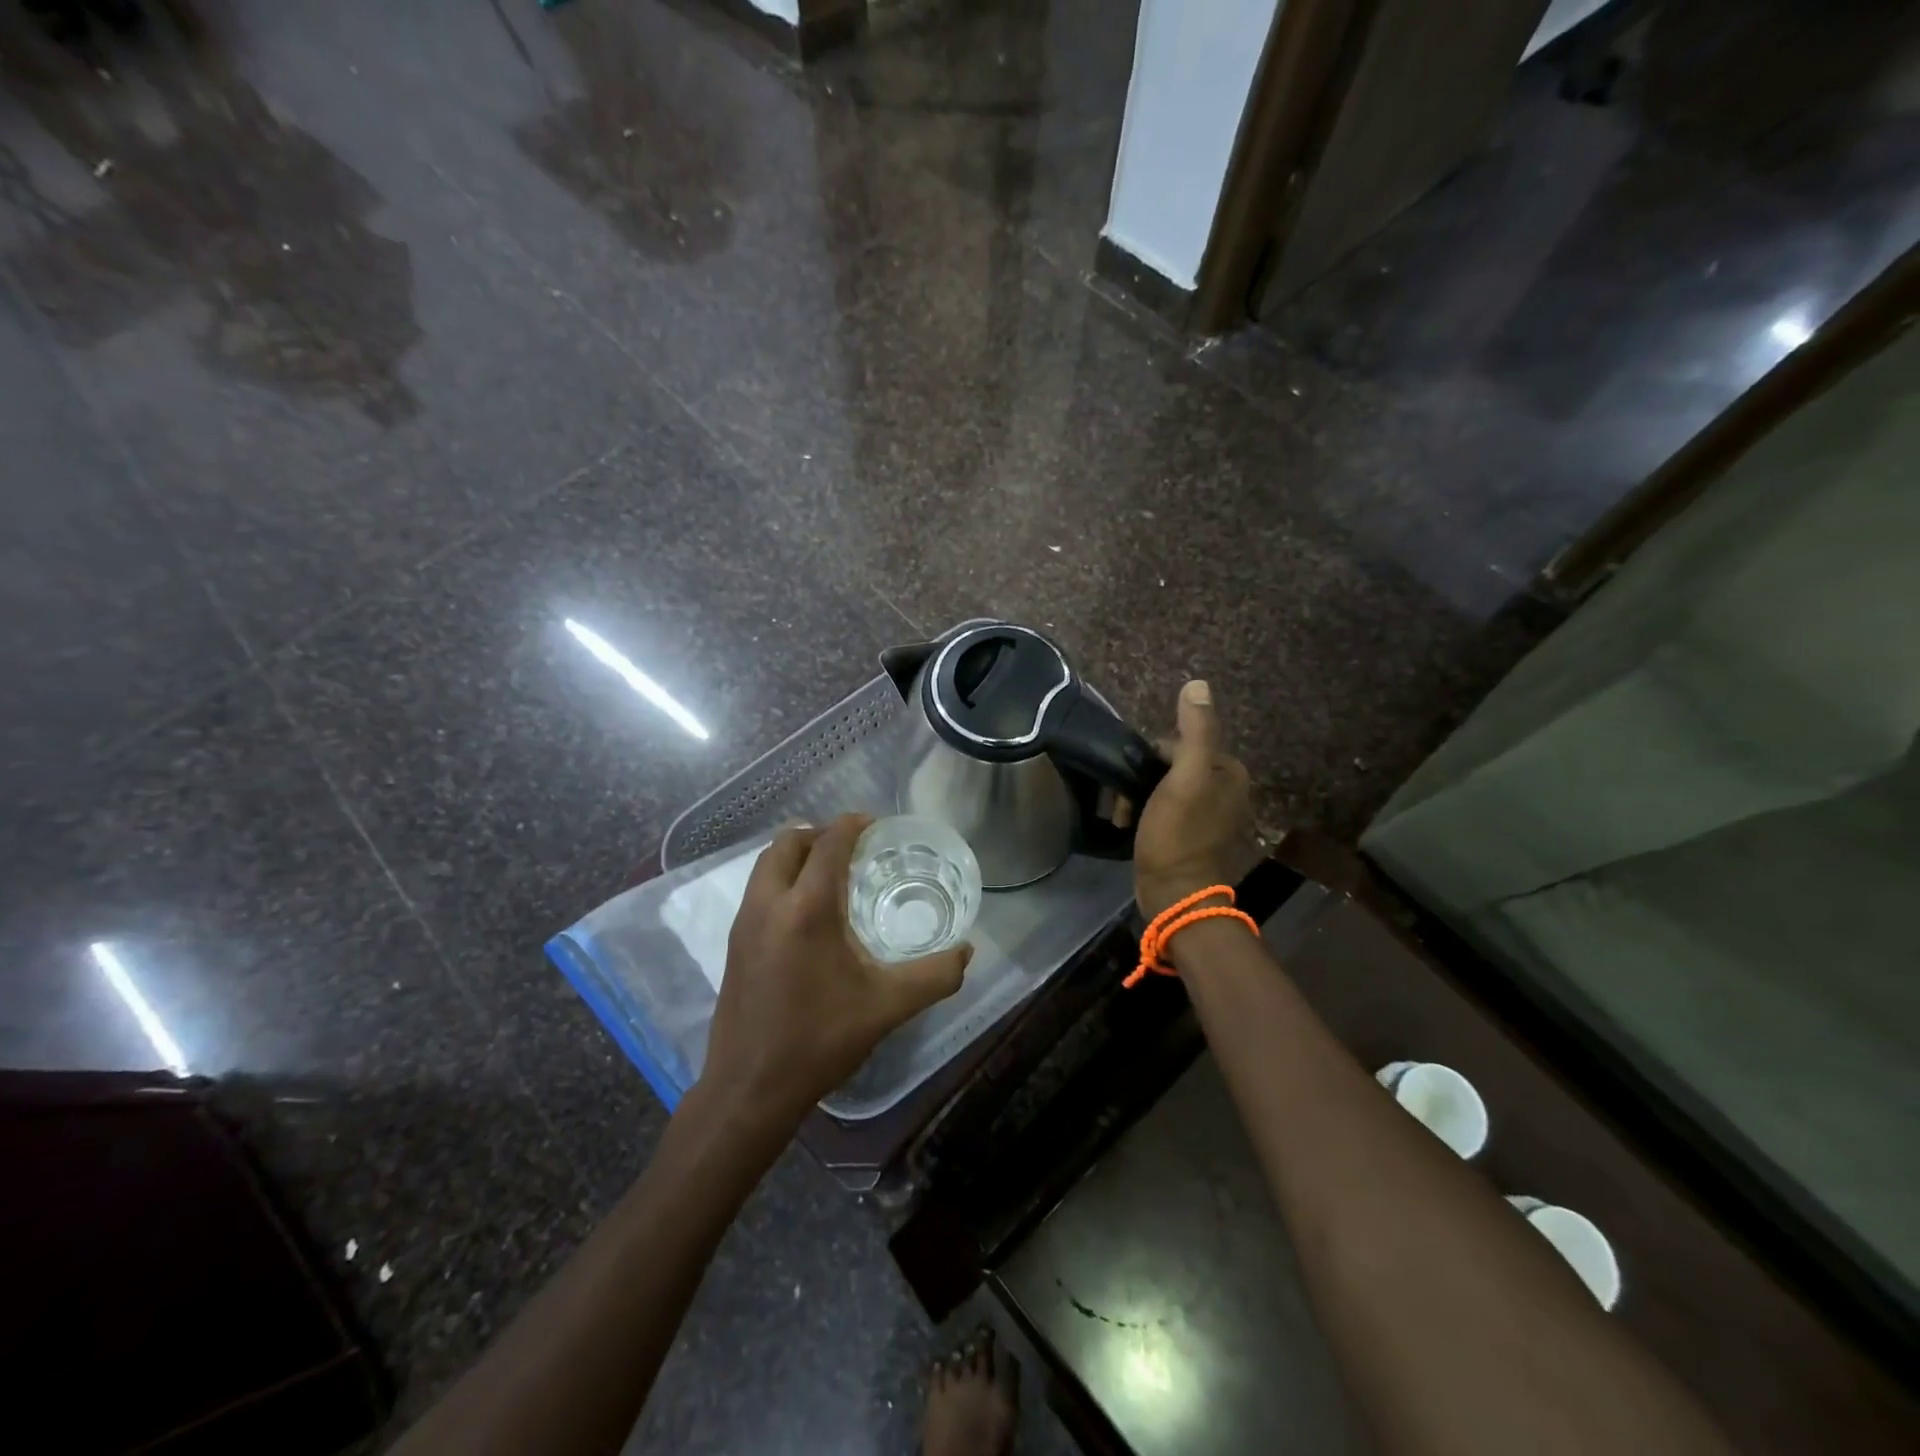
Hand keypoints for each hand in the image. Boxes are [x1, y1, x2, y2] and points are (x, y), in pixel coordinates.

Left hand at [702, 814, 971, 1131]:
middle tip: (853, 847)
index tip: (876, 824)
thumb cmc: (820, 1040)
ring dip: (797, 855)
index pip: (828, 843)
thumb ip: (935, 976)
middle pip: (788, 842)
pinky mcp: (733, 943)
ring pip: (767, 864)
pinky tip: (807, 913)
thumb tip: (967, 951)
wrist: (750, 1088)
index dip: (852, 825)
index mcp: (807, 908)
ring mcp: (744, 923)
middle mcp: (769, 903)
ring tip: (831, 874)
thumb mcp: (887, 1007)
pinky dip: (782, 879)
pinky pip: (758, 889)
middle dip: (820, 833)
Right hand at [1134, 680, 1253, 919]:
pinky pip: (1166, 809)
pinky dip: (1147, 814)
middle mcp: (1226, 789)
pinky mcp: (1194, 836)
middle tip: (1127, 804)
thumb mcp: (1184, 779)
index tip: (1135, 781)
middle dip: (1143, 779)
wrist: (1175, 896)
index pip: (1179, 743)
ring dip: (1140, 797)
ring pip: (1164, 787)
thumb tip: (1198, 684)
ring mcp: (1211, 814)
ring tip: (1125, 818)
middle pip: (1171, 764)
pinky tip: (1133, 828)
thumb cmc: (1178, 835)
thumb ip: (1194, 732)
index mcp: (1229, 771)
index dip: (1150, 758)